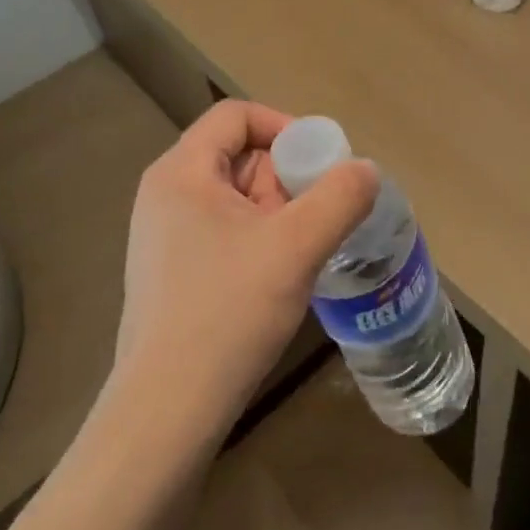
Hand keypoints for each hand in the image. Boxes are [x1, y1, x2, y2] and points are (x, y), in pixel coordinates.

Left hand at [111, 100, 377, 439]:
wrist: (166, 412)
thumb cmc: (227, 313)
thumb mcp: (296, 247)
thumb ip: (340, 197)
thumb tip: (365, 170)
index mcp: (181, 172)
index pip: (237, 116)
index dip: (286, 126)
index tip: (323, 163)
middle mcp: (166, 194)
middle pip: (239, 155)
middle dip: (287, 177)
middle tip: (320, 214)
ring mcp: (164, 236)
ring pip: (236, 197)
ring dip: (279, 212)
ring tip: (307, 249)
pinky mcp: (172, 273)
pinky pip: (226, 232)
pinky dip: (261, 239)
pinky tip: (282, 275)